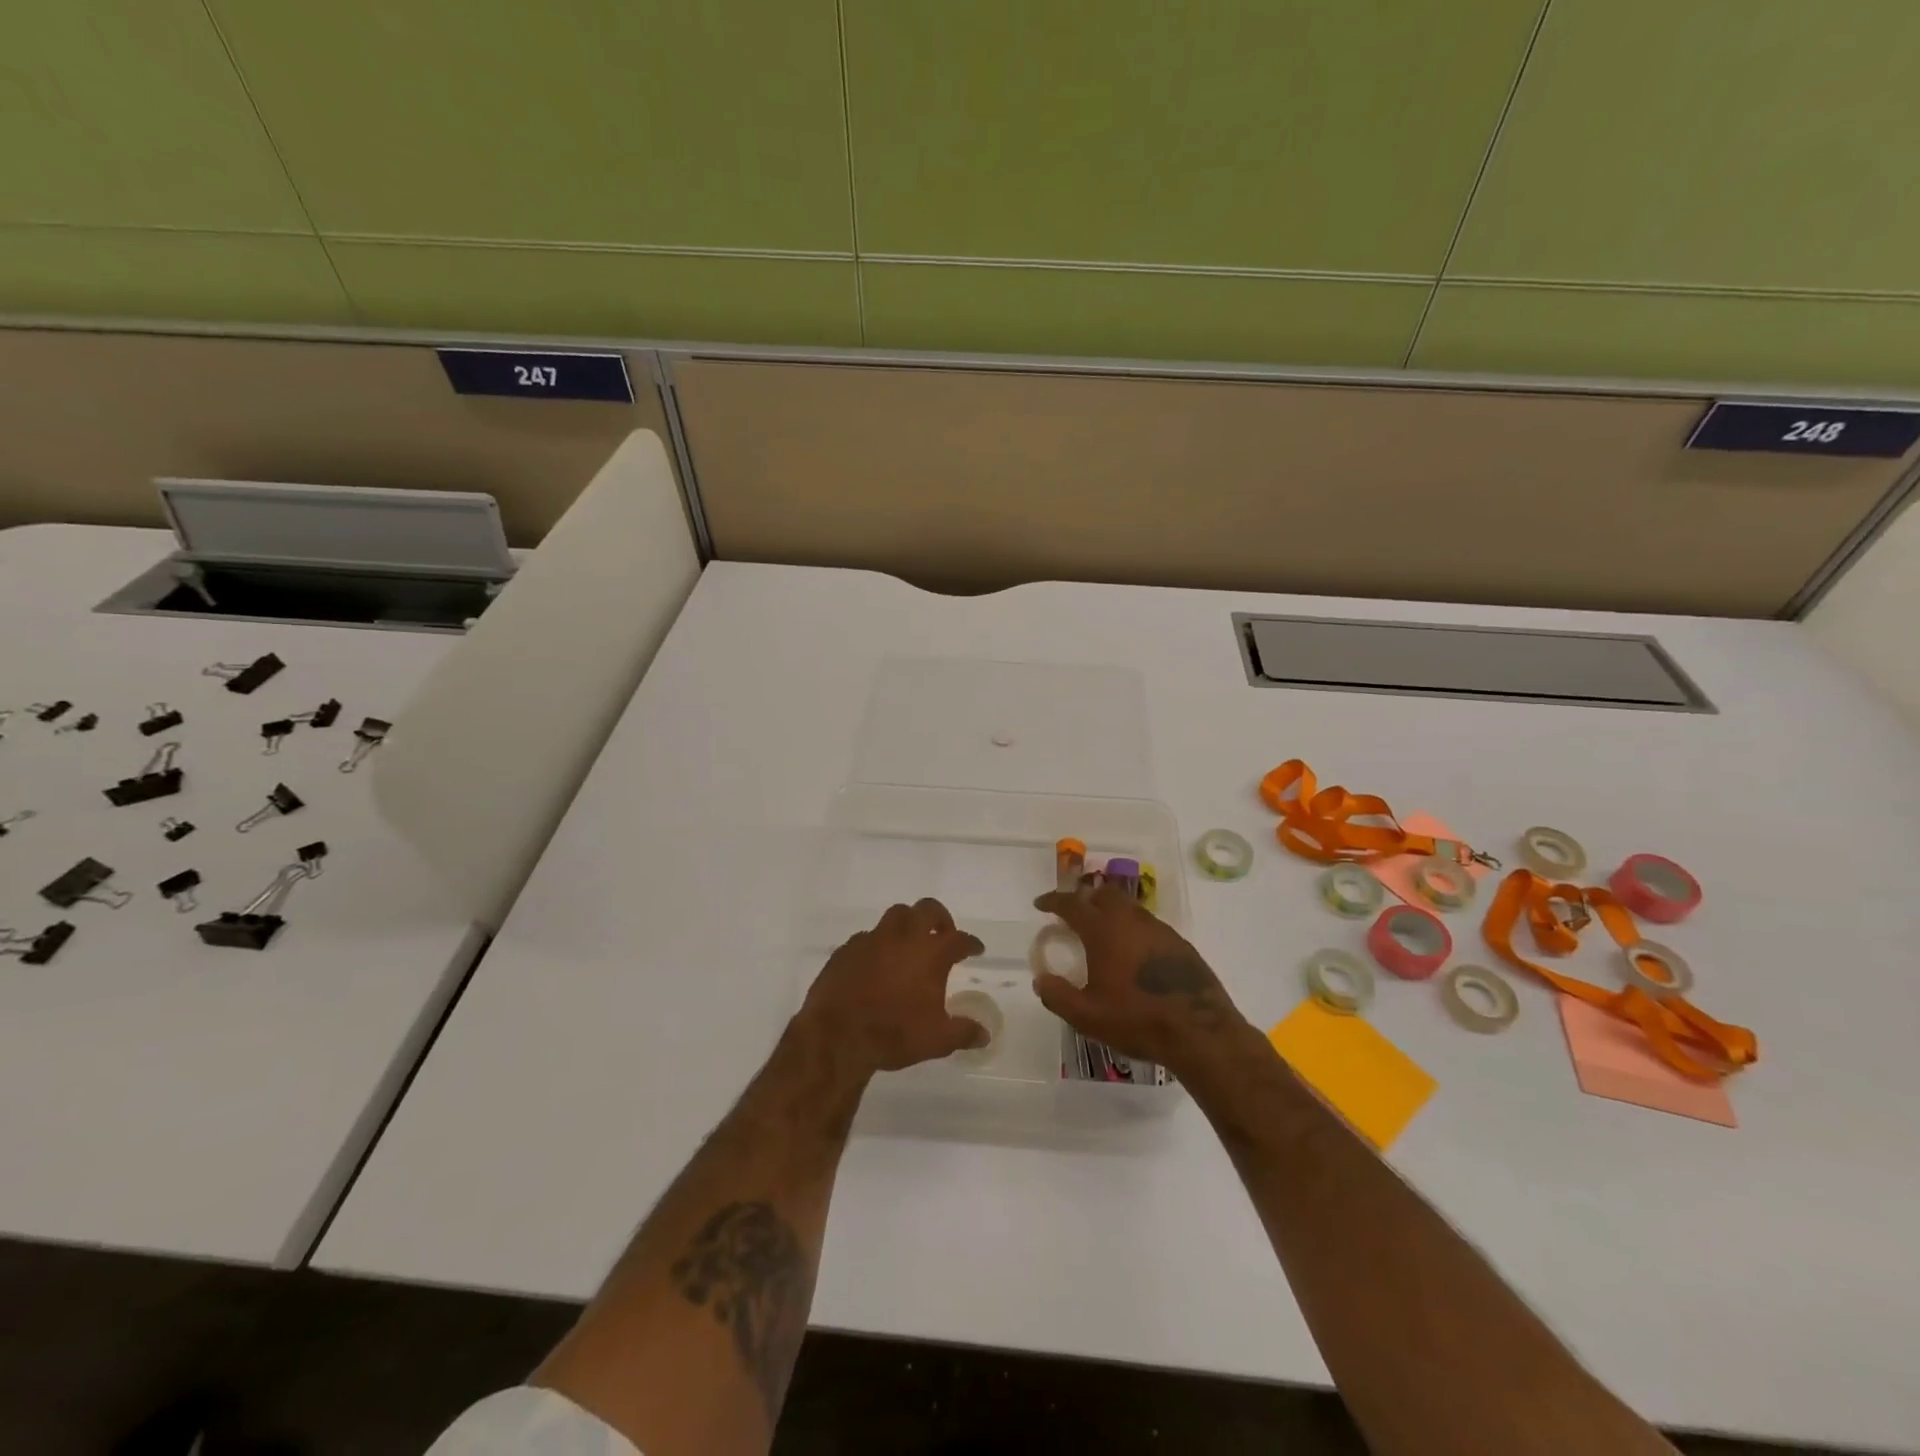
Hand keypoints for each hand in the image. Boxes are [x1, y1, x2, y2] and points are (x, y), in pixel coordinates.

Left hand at [798, 899, 988, 1075]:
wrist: (836, 1036)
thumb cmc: (893, 1034)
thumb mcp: (937, 1040)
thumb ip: (963, 1033)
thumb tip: (984, 1035)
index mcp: (930, 953)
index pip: (959, 939)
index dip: (970, 944)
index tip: (976, 949)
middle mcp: (904, 937)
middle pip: (927, 909)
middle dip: (940, 918)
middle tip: (943, 933)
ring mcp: (873, 939)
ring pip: (896, 915)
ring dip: (908, 923)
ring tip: (910, 942)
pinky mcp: (847, 948)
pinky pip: (868, 936)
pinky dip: (879, 944)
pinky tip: (877, 962)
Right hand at [1031, 883, 1246, 1074]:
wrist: (1200, 1031)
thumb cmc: (1137, 1020)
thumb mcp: (1087, 1016)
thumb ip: (1058, 995)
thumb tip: (1040, 980)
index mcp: (1104, 930)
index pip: (1073, 904)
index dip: (1054, 900)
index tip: (1041, 904)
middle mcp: (1131, 920)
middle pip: (1105, 894)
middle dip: (1086, 898)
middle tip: (1075, 915)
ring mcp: (1160, 930)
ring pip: (1129, 908)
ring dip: (1112, 913)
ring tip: (1103, 936)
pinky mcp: (1180, 944)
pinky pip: (1149, 926)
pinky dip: (1133, 930)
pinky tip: (1134, 955)